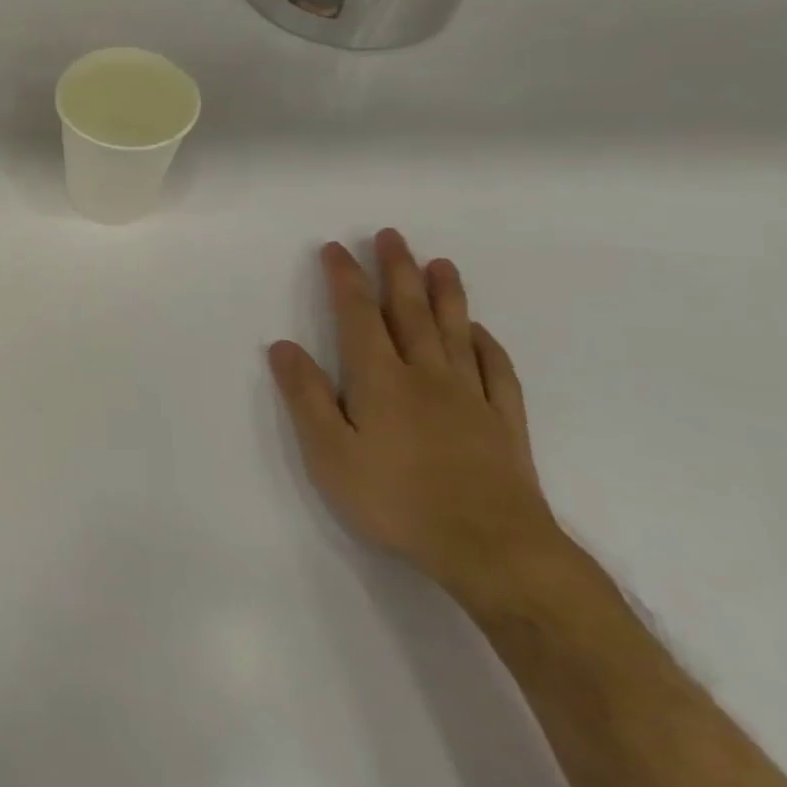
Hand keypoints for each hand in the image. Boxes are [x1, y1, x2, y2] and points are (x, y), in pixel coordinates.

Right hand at [268, 229, 560, 602]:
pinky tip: (481, 333)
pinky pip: (497, 373)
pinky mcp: (503, 425)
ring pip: (455, 333)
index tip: (335, 248)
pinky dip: (488, 346)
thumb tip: (283, 346)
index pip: (357, 316)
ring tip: (440, 263)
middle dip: (396, 270)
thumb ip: (306, 396)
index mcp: (380, 379)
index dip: (345, 279)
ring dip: (445, 295)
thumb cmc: (396, 501)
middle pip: (409, 312)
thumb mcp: (329, 453)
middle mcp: (425, 375)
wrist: (492, 550)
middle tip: (391, 236)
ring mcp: (470, 398)